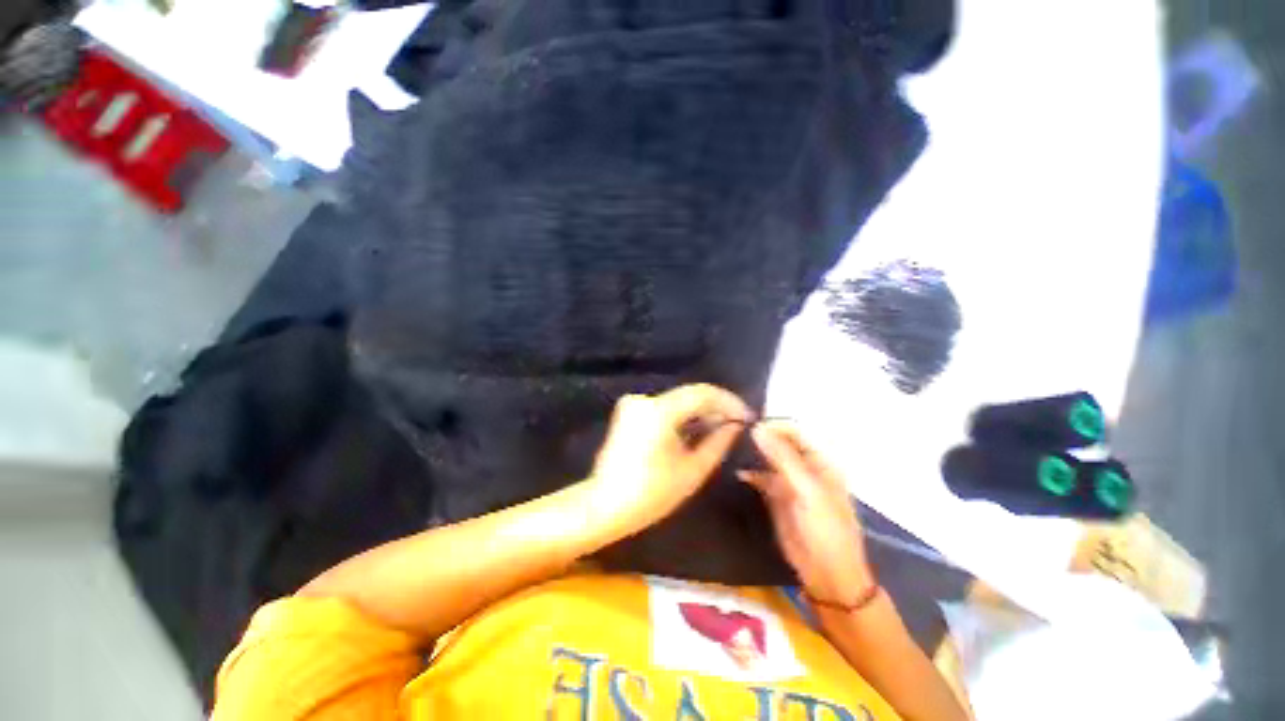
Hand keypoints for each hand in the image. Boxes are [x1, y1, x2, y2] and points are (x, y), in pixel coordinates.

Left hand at [587, 384, 751, 533]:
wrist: (605, 505)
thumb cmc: (651, 494)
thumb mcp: (692, 470)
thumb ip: (718, 442)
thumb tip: (734, 425)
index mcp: (659, 410)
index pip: (703, 393)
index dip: (729, 402)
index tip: (747, 416)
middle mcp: (644, 399)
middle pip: (689, 395)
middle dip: (715, 408)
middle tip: (736, 425)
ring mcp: (633, 404)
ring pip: (677, 401)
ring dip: (699, 412)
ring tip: (720, 429)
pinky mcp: (628, 412)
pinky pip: (663, 407)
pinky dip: (681, 416)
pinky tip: (695, 431)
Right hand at [739, 421, 874, 606]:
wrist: (827, 574)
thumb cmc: (826, 528)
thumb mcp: (807, 489)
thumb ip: (782, 458)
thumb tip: (757, 429)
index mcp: (820, 463)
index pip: (795, 433)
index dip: (775, 426)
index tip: (749, 423)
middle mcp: (804, 469)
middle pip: (781, 445)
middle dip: (762, 438)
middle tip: (736, 432)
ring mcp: (790, 484)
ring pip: (769, 461)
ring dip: (754, 455)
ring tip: (732, 447)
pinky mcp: (777, 500)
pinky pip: (761, 480)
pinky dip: (751, 476)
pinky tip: (738, 474)